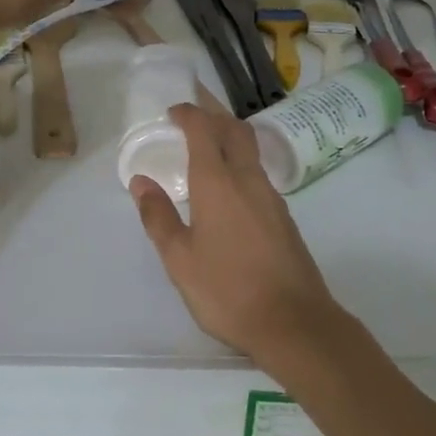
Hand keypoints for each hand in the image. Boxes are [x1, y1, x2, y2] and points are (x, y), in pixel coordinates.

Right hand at [130, 103, 345, 363]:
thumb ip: (158, 217)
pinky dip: (240, 164)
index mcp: (218, 183)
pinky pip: (258, 175)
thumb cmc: (227, 290)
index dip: (188, 113)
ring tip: (207, 147)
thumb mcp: (179, 259)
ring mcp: (272, 198)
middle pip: (235, 130)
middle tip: (192, 114)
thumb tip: (141, 182)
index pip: (204, 130)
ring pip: (251, 151)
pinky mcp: (284, 218)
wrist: (294, 323)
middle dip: (214, 114)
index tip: (173, 112)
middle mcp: (248, 180)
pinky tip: (229, 189)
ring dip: (229, 138)